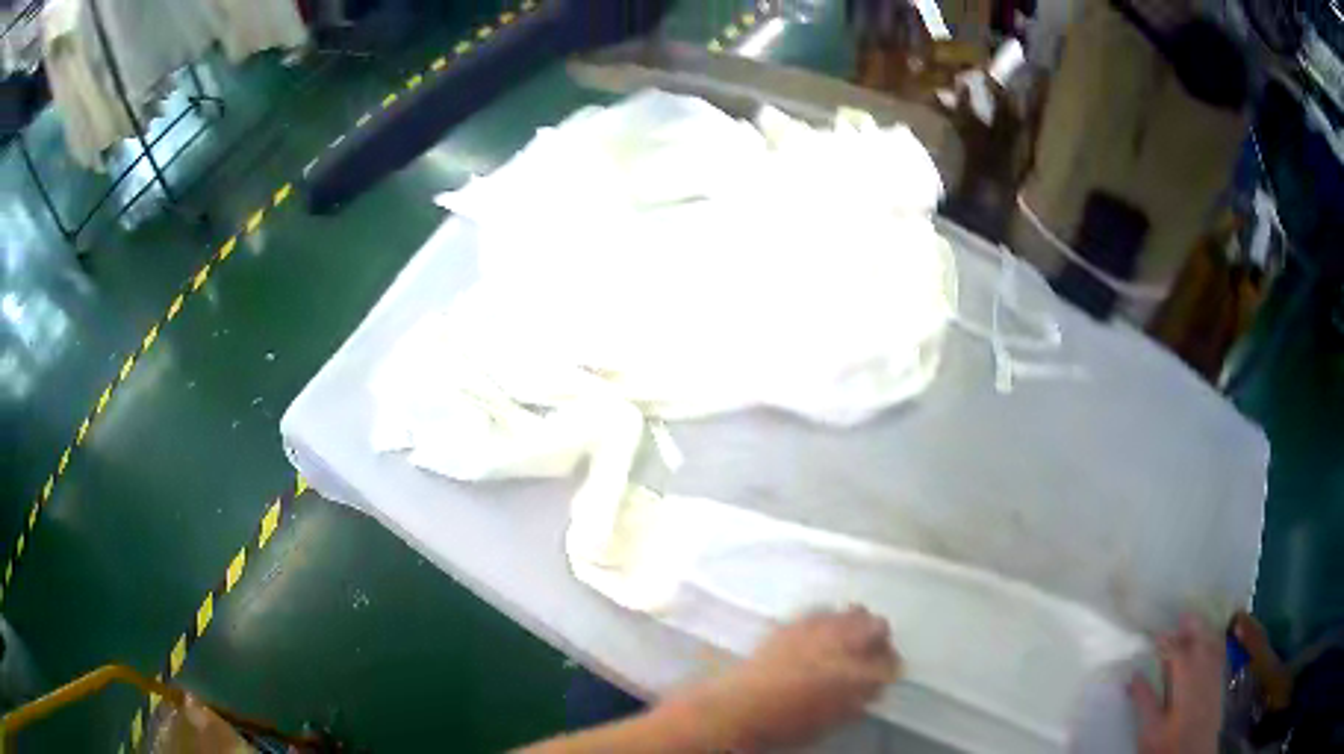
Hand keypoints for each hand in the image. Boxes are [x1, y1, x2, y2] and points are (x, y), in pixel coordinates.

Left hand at [671, 606, 900, 750]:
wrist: (738, 708)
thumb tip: (870, 688)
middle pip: (878, 626)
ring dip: (857, 624)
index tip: (885, 675)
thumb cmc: (787, 724)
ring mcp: (818, 628)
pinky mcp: (794, 622)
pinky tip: (821, 634)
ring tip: (848, 640)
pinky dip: (829, 620)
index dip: (890, 670)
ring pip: (854, 611)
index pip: (890, 663)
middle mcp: (844, 643)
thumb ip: (858, 700)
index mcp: (858, 674)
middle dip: (879, 640)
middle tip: (871, 654)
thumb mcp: (833, 721)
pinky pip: (824, 611)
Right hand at [1128, 614, 1224, 753]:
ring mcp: (1214, 674)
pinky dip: (1215, 642)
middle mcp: (1203, 668)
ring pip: (1212, 642)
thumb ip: (1144, 701)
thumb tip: (1134, 675)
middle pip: (1200, 638)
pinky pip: (1220, 653)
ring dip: (1204, 630)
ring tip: (1196, 623)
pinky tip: (1212, 643)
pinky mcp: (1220, 683)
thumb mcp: (1151, 729)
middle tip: (1182, 615)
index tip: (1157, 635)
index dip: (1167, 640)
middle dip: (1191, 625)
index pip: (1176, 649)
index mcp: (1185, 677)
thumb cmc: (1168, 744)